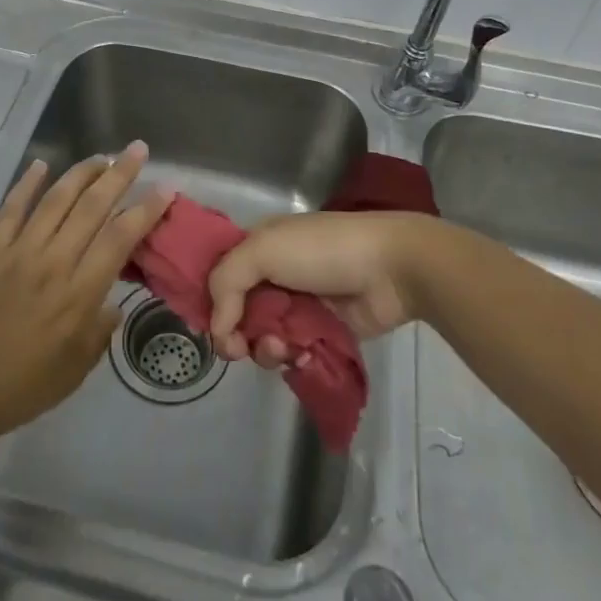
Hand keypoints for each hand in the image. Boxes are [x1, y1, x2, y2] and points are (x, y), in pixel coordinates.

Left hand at [0, 144, 170, 443]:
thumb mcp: (76, 369)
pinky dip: (26, 183)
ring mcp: (18, 252)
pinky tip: (41, 164)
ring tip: (101, 157)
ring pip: (55, 199)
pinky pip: (11, 208)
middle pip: (92, 207)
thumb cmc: (23, 386)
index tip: (165, 188)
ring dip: (81, 173)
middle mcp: (52, 263)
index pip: (120, 238)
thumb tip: (113, 304)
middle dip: (119, 175)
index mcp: (78, 295)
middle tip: (137, 150)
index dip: (145, 210)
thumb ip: (100, 331)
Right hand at [207, 211, 442, 367]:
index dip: (210, 301)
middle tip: (239, 348)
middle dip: (236, 332)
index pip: (220, 274)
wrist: (390, 268)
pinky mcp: (323, 331)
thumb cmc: (323, 250)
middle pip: (238, 311)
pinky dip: (291, 356)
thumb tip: (217, 328)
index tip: (209, 326)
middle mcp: (275, 273)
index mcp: (259, 245)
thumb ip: (227, 282)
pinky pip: (294, 350)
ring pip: (264, 335)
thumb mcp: (264, 250)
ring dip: (265, 347)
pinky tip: (299, 355)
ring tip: (282, 348)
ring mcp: (300, 303)